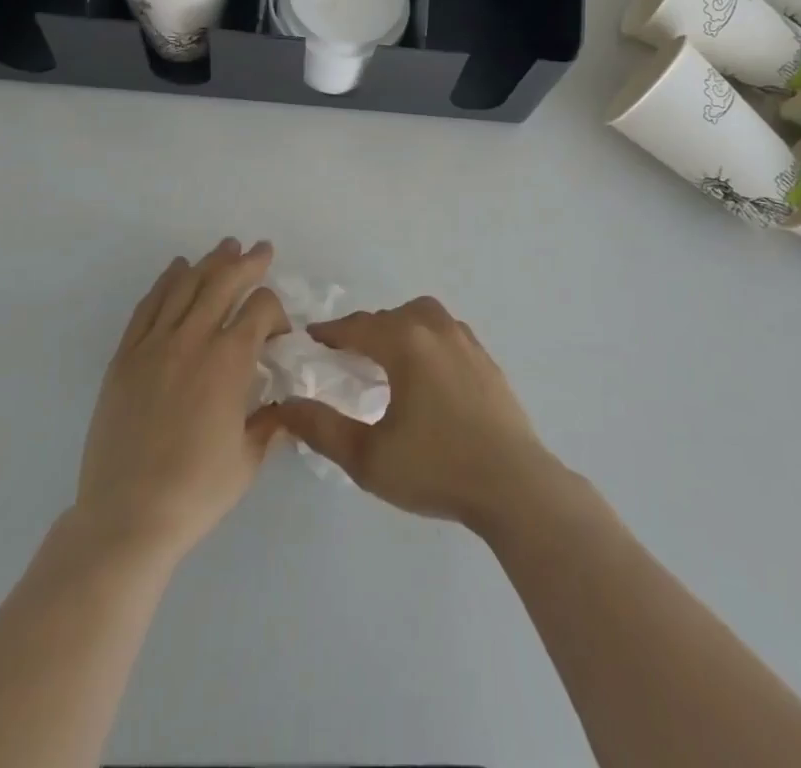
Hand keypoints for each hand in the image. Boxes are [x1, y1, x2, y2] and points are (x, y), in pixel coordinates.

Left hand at [74, 240, 289, 562]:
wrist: (126, 517)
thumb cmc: (196, 491)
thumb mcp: (249, 459)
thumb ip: (271, 423)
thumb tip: (284, 406)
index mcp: (230, 361)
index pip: (261, 309)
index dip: (277, 313)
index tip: (279, 336)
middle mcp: (193, 340)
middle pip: (224, 282)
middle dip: (247, 263)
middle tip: (261, 250)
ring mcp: (154, 345)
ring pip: (186, 287)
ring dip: (209, 263)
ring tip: (225, 247)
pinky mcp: (125, 357)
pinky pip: (148, 307)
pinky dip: (165, 283)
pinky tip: (176, 270)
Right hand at [273, 296, 563, 532]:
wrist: (513, 484)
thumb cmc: (436, 468)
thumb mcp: (368, 458)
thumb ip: (323, 429)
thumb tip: (287, 406)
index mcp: (406, 344)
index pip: (359, 327)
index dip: (332, 331)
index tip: (312, 337)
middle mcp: (436, 330)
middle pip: (391, 316)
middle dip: (365, 329)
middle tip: (346, 352)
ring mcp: (466, 341)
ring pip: (424, 316)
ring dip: (399, 326)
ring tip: (387, 355)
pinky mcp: (486, 359)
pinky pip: (447, 331)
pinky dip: (426, 337)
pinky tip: (426, 369)